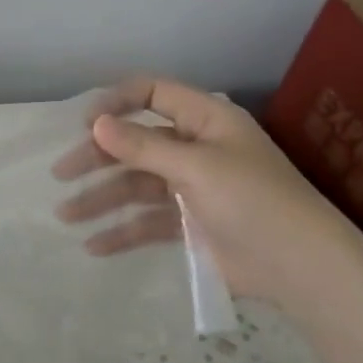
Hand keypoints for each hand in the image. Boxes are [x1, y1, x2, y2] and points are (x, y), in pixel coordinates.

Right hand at [52, 77, 362, 306]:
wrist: (301, 268)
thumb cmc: (254, 202)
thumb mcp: (196, 167)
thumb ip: (143, 146)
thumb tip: (96, 123)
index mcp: (206, 121)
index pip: (153, 94)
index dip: (117, 103)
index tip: (84, 124)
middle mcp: (195, 149)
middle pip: (135, 144)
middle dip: (96, 158)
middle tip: (61, 173)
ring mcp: (190, 189)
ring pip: (135, 186)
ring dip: (100, 199)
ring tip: (65, 216)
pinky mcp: (189, 225)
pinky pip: (146, 223)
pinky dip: (120, 232)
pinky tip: (93, 246)